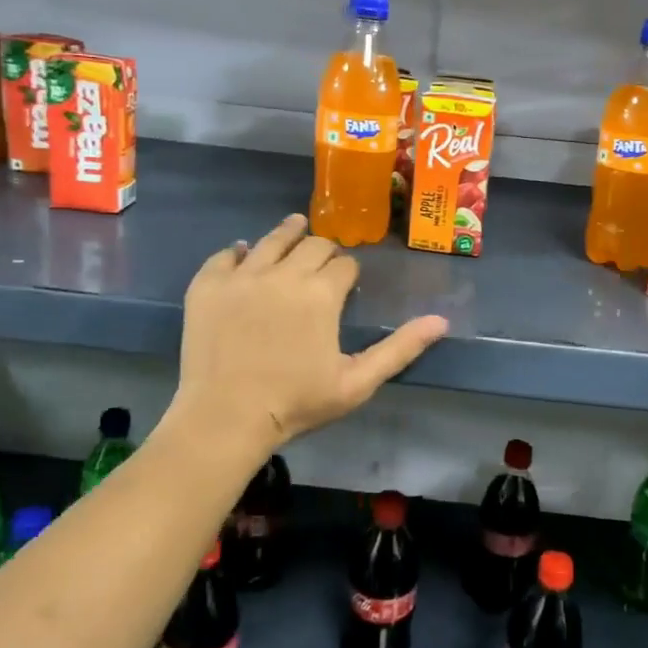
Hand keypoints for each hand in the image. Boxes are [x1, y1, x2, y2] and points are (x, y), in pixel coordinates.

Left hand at [169, 214, 448, 451]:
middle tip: (322, 264)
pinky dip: (239, 253)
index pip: (344, 264)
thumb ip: (400, 348)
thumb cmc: (296, 404)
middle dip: (323, 250)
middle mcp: (283, 272)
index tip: (346, 284)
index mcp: (321, 293)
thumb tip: (440, 320)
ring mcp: (242, 276)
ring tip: (295, 229)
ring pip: (271, 239)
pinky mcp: (207, 285)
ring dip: (289, 233)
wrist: (225, 418)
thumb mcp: (357, 383)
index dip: (349, 272)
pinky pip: (226, 254)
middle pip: (312, 243)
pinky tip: (244, 256)